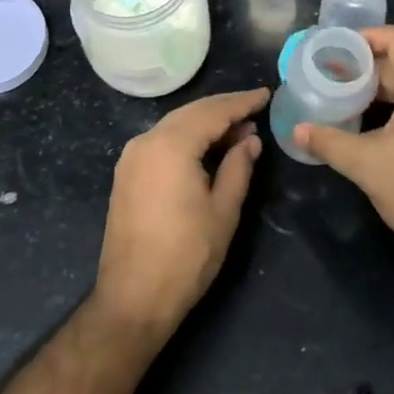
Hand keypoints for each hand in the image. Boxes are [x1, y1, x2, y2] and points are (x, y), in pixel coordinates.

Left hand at [93, 88, 268, 338]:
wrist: (133, 298)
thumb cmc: (186, 255)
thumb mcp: (223, 210)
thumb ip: (238, 167)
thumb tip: (249, 140)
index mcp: (170, 145)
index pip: (213, 112)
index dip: (241, 102)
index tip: (266, 94)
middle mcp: (145, 141)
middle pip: (191, 113)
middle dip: (224, 109)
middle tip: (255, 109)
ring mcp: (131, 158)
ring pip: (175, 126)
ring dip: (205, 124)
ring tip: (239, 131)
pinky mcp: (127, 175)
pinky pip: (162, 142)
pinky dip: (187, 139)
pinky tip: (208, 149)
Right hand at [293, 27, 393, 280]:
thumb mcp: (366, 165)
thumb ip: (330, 142)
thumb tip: (298, 131)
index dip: (369, 36)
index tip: (337, 48)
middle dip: (365, 66)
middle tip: (329, 76)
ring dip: (377, 90)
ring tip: (342, 99)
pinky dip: (392, 108)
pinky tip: (368, 128)